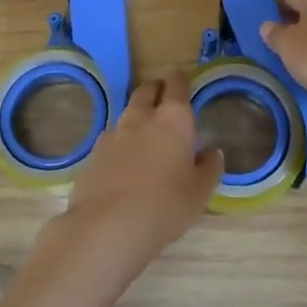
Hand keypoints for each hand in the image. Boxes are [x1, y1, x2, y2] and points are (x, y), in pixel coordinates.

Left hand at [57, 73, 223, 269]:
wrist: (107, 226)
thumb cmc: (165, 205)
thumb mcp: (200, 192)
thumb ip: (210, 167)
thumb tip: (212, 152)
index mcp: (174, 118)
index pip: (177, 83)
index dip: (180, 80)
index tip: (184, 83)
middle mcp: (142, 116)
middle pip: (147, 89)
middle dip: (157, 90)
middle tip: (165, 103)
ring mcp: (114, 132)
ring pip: (128, 112)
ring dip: (138, 116)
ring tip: (146, 137)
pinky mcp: (94, 152)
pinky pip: (112, 137)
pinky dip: (120, 142)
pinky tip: (124, 163)